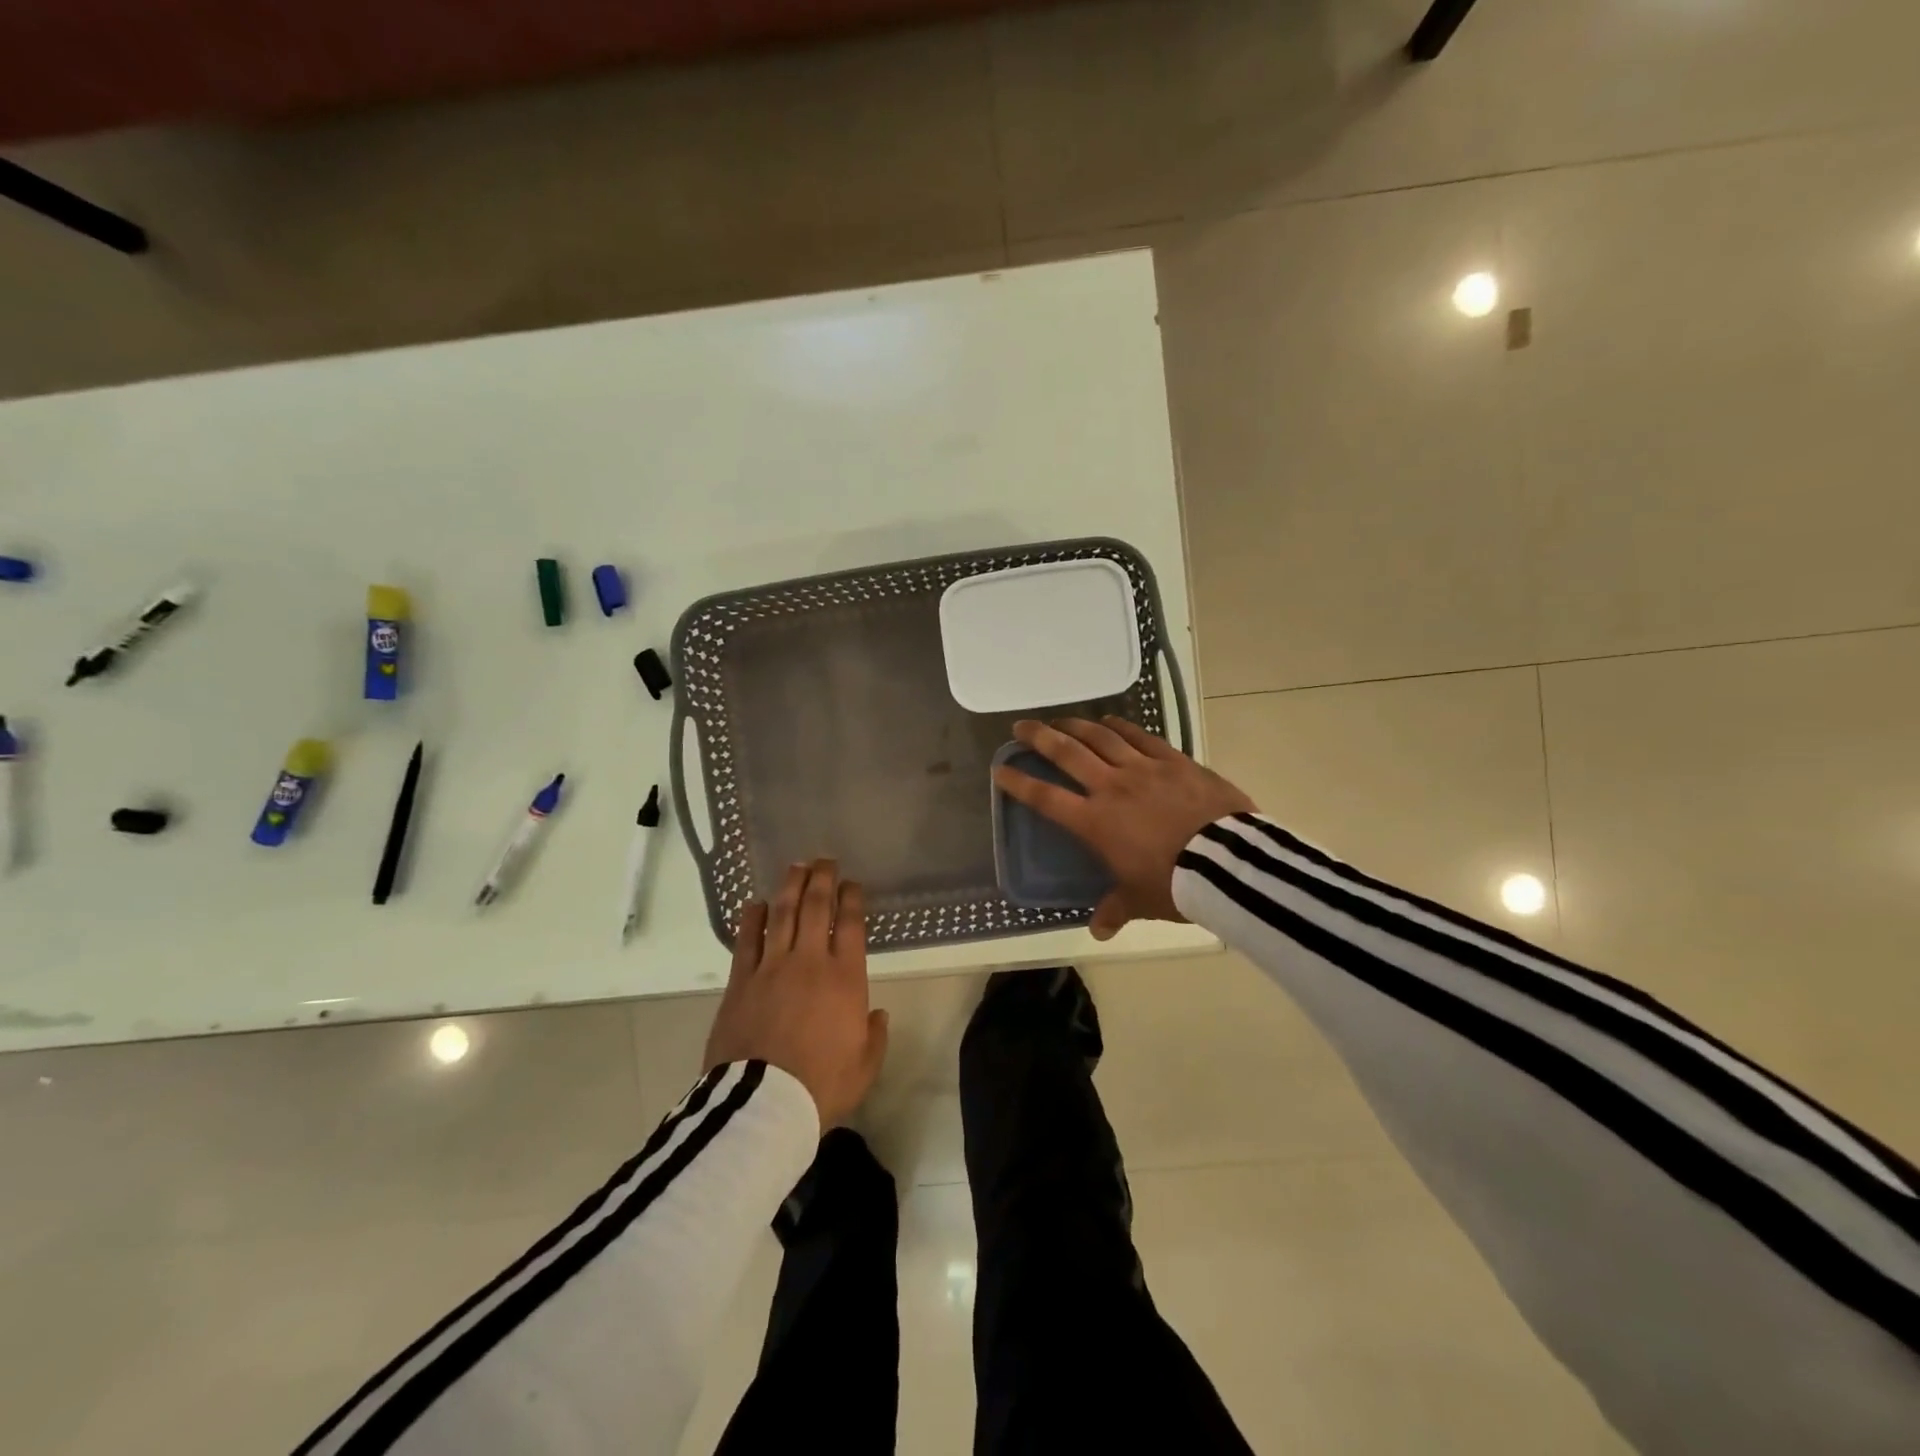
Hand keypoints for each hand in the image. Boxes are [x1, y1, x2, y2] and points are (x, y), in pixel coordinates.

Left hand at [704, 859, 889, 1128]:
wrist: (764, 1105)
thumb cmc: (822, 1085)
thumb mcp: (864, 1066)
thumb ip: (874, 1035)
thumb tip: (877, 1014)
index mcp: (845, 978)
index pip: (850, 924)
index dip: (852, 898)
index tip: (852, 883)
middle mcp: (809, 962)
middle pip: (815, 907)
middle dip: (822, 879)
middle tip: (825, 860)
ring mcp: (772, 967)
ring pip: (782, 914)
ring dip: (790, 887)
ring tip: (795, 867)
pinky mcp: (741, 981)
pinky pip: (747, 940)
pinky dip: (752, 918)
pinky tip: (754, 903)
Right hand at [993, 716, 1255, 940]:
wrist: (1226, 862)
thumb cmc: (1174, 884)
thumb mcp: (1140, 901)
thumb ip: (1116, 909)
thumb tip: (1099, 932)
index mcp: (1095, 822)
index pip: (1046, 798)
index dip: (1019, 783)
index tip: (1000, 769)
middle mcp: (1111, 787)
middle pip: (1067, 753)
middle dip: (1039, 737)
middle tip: (1021, 726)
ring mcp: (1143, 769)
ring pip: (1100, 738)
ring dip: (1076, 726)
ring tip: (1061, 720)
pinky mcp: (1174, 760)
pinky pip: (1141, 737)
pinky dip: (1121, 727)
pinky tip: (1110, 720)